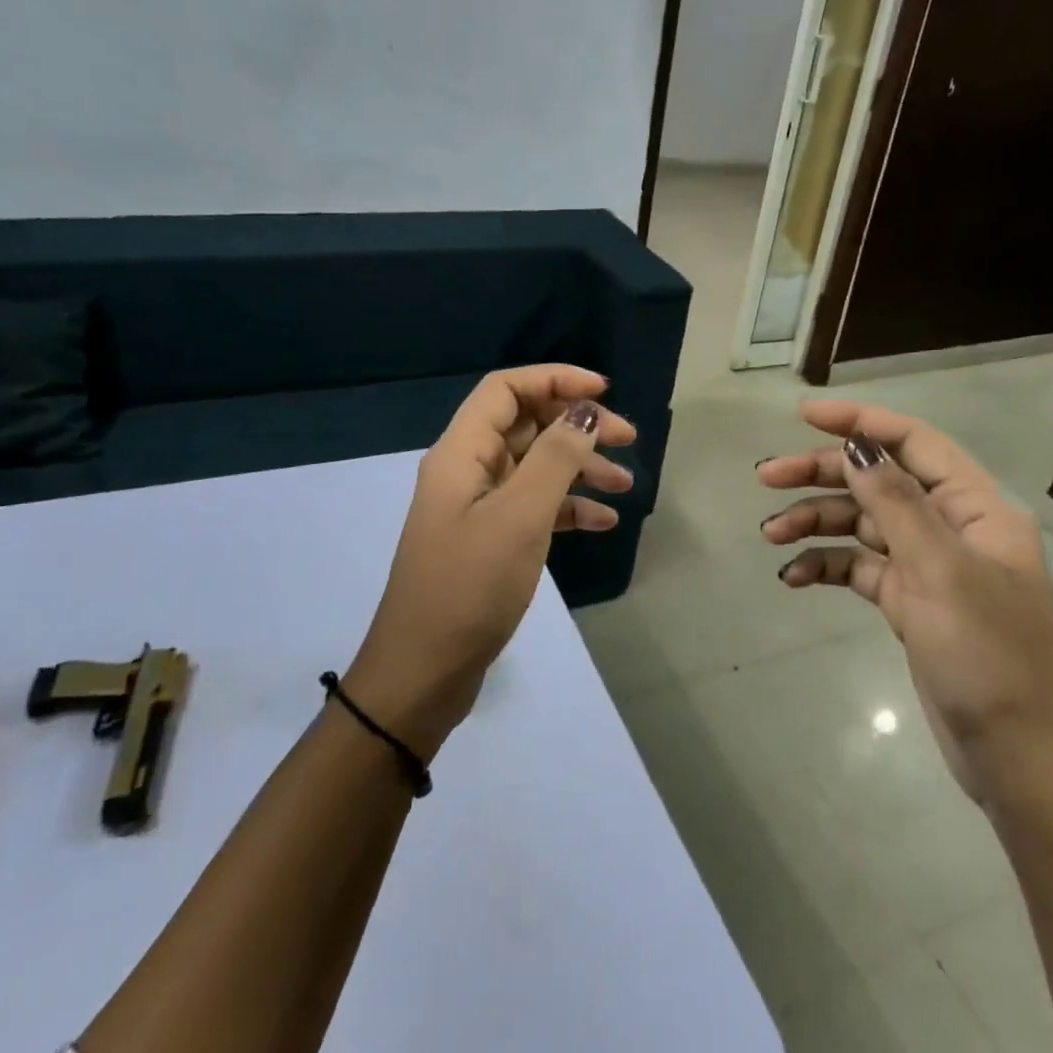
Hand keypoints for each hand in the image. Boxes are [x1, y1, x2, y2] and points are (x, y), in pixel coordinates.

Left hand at [345, 365, 635, 755]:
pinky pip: (534, 509)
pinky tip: (602, 523)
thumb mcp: (519, 517)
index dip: (555, 380)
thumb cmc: (469, 588)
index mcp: (461, 453)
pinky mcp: (490, 542)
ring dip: (580, 469)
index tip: (604, 393)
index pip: (506, 389)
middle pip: (526, 425)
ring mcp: (478, 508)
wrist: (423, 672)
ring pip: (535, 468)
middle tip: (629, 440)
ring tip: (626, 485)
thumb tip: (585, 411)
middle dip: (577, 426)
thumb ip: (555, 458)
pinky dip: (568, 508)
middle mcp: (467, 471)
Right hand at [758, 402, 1052, 800]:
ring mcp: (928, 566)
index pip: (913, 444)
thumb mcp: (940, 573)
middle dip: (822, 476)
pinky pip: (858, 568)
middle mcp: (951, 528)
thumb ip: (896, 504)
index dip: (860, 423)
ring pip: (862, 524)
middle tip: (766, 479)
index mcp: (975, 509)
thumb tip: (855, 447)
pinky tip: (793, 577)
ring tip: (770, 534)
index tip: (803, 417)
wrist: (1015, 756)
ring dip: (816, 523)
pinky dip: (826, 566)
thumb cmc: (988, 657)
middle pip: (878, 482)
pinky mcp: (908, 602)